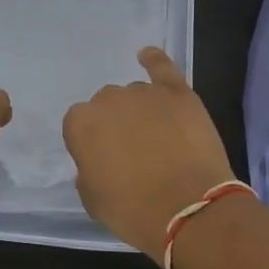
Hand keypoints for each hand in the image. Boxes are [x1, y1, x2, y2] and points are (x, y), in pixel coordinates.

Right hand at [62, 47, 238, 254]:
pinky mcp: (178, 92)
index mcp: (81, 124)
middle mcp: (108, 99)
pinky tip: (147, 56)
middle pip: (108, 105)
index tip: (105, 162)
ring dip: (141, 111)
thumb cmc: (134, 212)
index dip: (93, 144)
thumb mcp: (92, 200)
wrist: (189, 210)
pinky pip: (161, 67)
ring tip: (159, 139)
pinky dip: (153, 60)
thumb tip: (98, 160)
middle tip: (133, 153)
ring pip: (136, 95)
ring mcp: (144, 92)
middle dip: (117, 124)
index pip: (79, 125)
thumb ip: (87, 171)